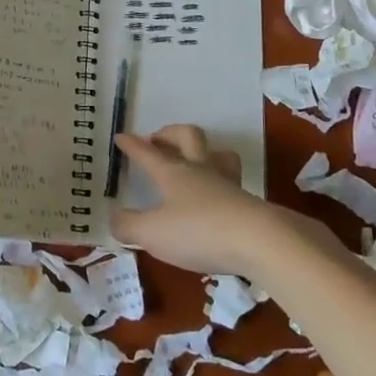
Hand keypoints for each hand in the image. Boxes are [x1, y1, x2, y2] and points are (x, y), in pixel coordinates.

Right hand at [112, 125, 307, 275]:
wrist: (259, 242)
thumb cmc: (198, 231)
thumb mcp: (152, 234)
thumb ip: (129, 226)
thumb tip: (115, 218)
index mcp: (173, 173)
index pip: (148, 153)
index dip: (133, 145)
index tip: (121, 136)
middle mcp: (200, 170)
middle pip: (188, 137)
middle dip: (170, 133)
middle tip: (158, 140)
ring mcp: (227, 184)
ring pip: (217, 154)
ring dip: (204, 151)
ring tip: (195, 161)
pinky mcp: (248, 203)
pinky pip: (231, 182)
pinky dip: (220, 183)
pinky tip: (217, 199)